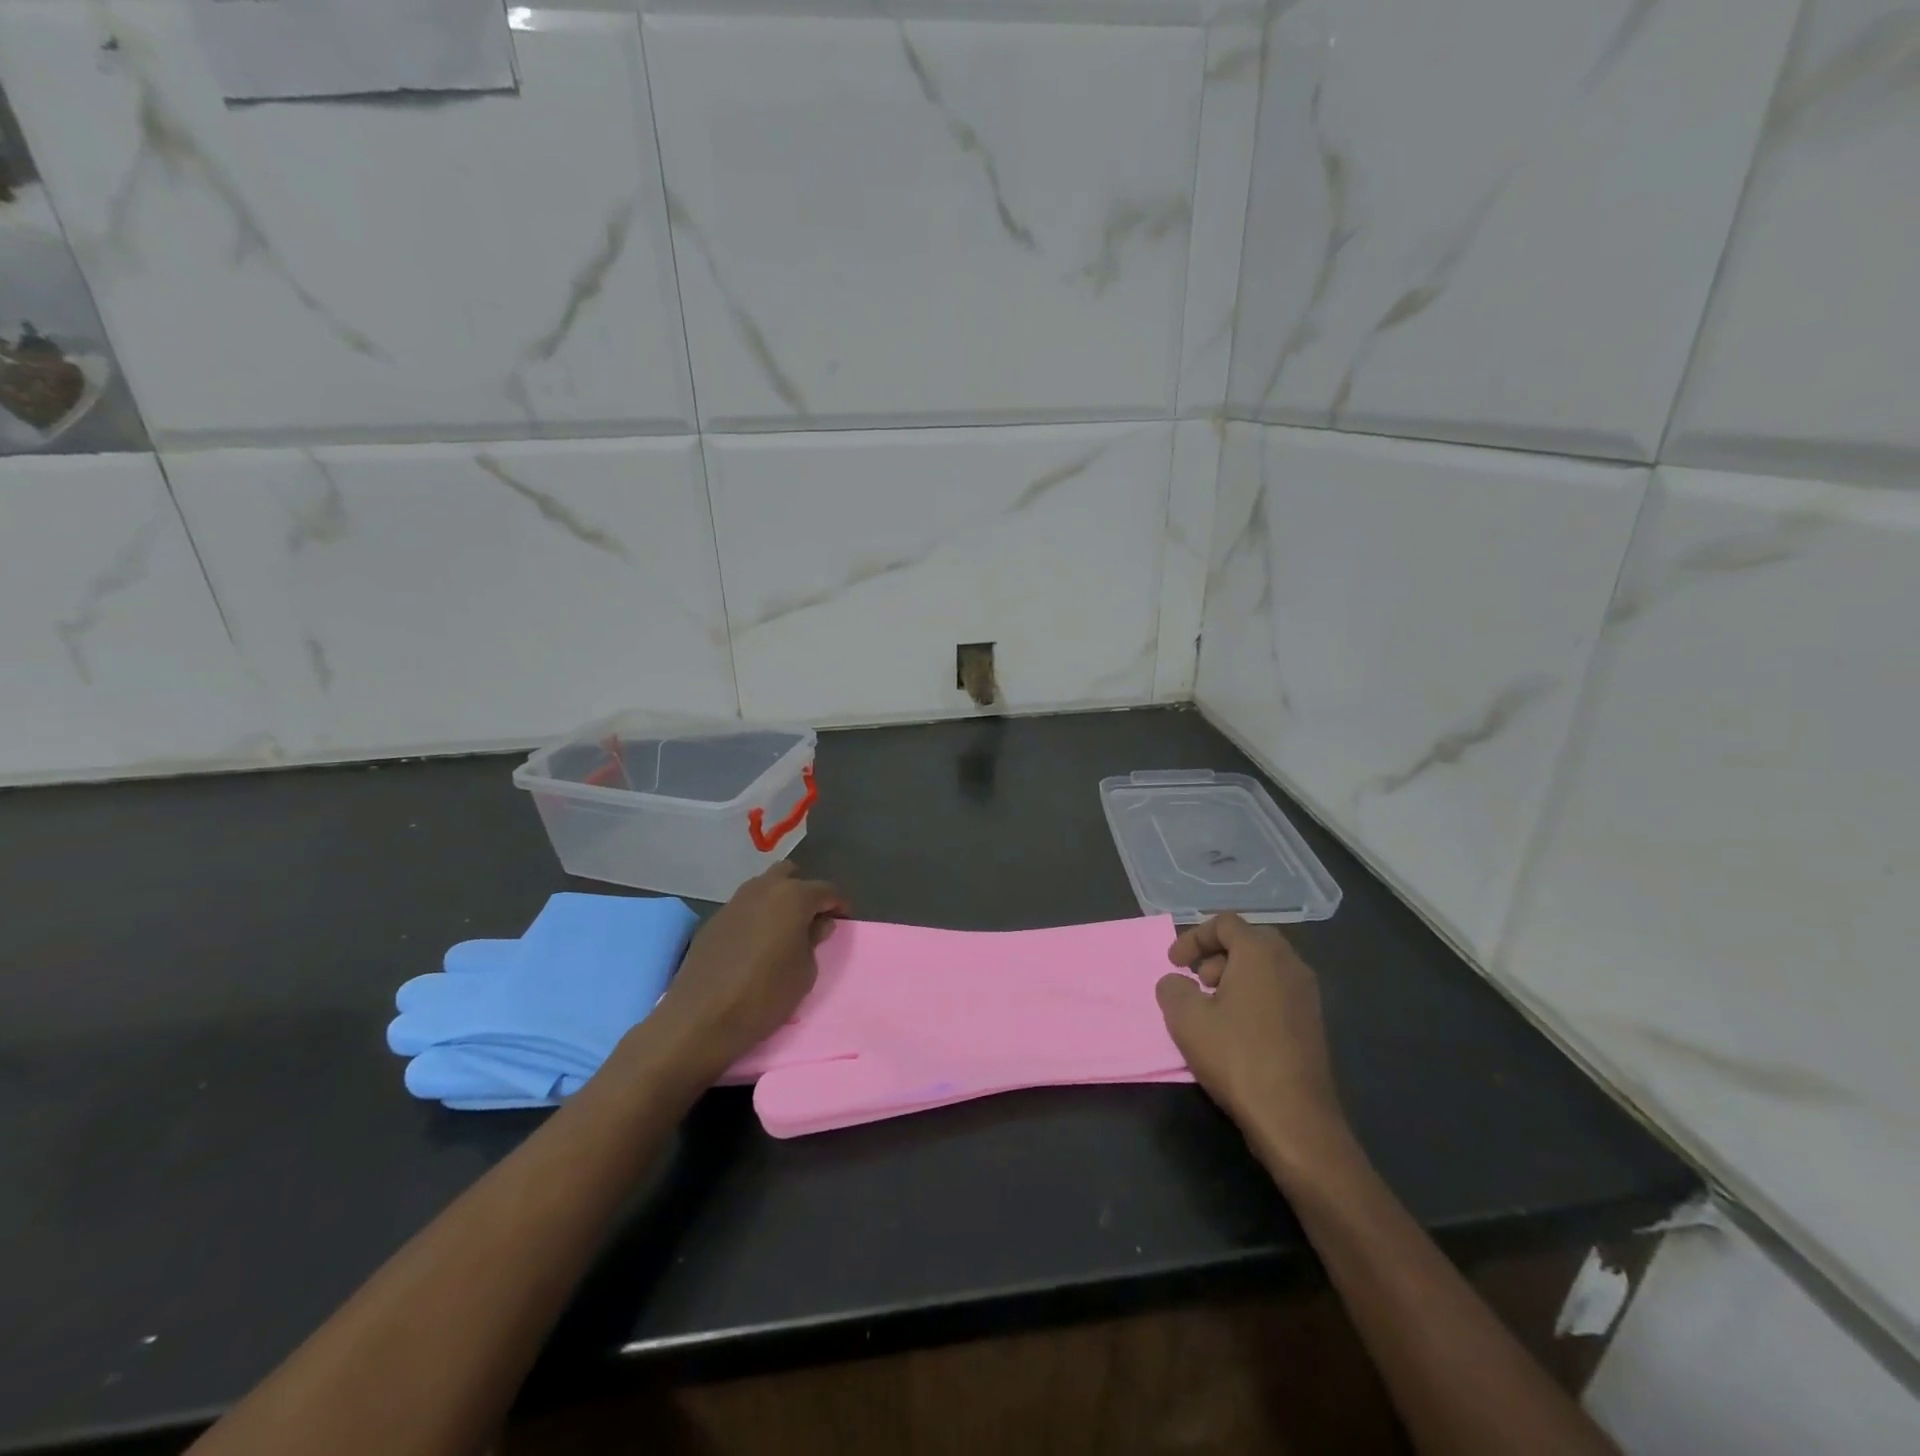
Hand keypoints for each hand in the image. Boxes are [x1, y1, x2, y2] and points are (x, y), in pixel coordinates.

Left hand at [644, 863, 845, 1086]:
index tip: (844, 921)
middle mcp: (763, 889)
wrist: (700, 1018)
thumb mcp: (805, 972)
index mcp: (793, 897)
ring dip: (778, 901)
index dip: (839, 905)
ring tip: (785, 931)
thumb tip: (817, 923)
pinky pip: (745, 907)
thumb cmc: (764, 994)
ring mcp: (734, 902)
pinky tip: (757, 943)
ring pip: (764, 887)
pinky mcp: (714, 920)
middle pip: (790, 876)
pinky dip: (757, 916)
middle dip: (805, 893)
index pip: (826, 891)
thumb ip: (814, 940)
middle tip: (812, 920)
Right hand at [1156, 915, 1353, 1180]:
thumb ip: (1172, 988)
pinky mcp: (1313, 1023)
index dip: (1193, 938)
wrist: (1294, 1118)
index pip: (1224, 923)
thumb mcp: (1186, 1018)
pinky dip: (1253, 996)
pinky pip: (1277, 991)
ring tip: (1212, 1007)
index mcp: (1260, 952)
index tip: (1173, 964)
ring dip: (1234, 976)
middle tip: (1195, 980)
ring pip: (1265, 967)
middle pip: (1248, 940)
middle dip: (1215, 955)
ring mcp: (1307, 994)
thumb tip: (1176, 983)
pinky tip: (1236, 1030)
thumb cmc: (1236, 1056)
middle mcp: (1289, 964)